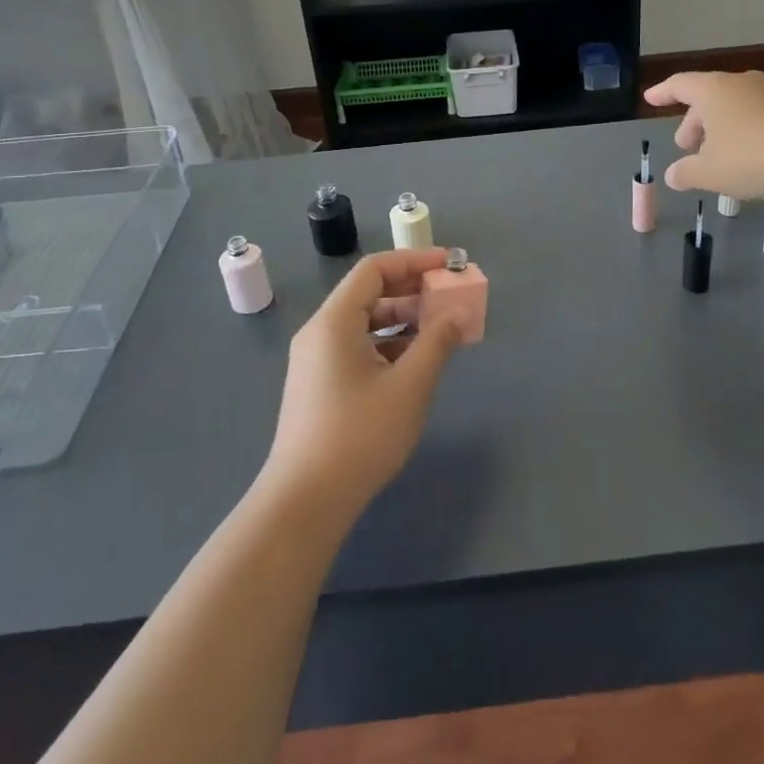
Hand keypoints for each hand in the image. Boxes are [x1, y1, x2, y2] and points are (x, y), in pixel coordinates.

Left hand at [262, 249, 461, 518]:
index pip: (375, 269)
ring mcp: (315, 361)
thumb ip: (437, 342)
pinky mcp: (319, 386)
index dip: (413, 261)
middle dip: (412, 291)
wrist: (304, 502)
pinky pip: (357, 347)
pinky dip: (387, 345)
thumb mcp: (409, 386)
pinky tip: (414, 364)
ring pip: (364, 323)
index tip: (448, 265)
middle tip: (449, 297)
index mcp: (335, 321)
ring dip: (403, 321)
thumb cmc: (359, 435)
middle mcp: (320, 332)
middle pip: (369, 293)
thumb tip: (459, 313)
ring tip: (440, 331)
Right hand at [644, 70, 763, 200]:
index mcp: (713, 90)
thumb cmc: (752, 158)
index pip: (680, 85)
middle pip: (708, 98)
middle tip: (686, 147)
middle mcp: (741, 84)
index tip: (649, 99)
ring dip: (720, 130)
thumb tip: (672, 175)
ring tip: (717, 157)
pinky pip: (758, 117)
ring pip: (734, 108)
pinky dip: (744, 133)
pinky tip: (748, 159)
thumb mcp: (710, 172)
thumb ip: (686, 173)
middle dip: (693, 122)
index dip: (662, 93)